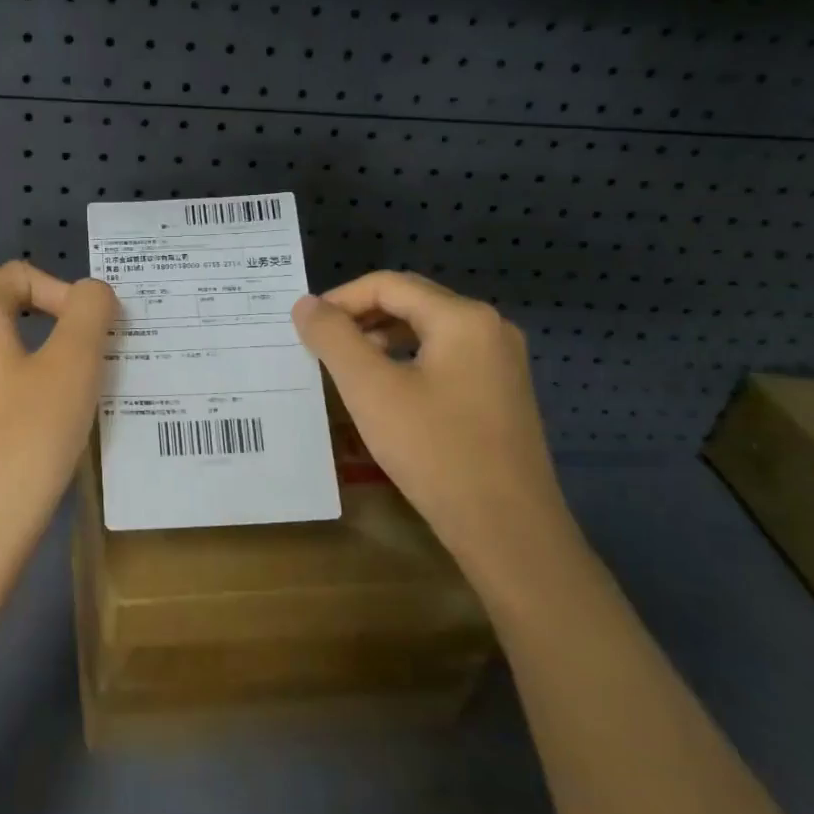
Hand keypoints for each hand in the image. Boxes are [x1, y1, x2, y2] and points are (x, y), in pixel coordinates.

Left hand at [0, 262, 116, 597]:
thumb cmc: (29, 439)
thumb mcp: (75, 367)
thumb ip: (89, 313)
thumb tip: (91, 292)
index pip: (16, 275)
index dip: (61, 291)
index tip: (90, 331)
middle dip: (20, 295)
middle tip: (58, 326)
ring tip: (23, 346)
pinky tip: (3, 395)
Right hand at [291, 271, 577, 580]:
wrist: (508, 529)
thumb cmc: (435, 451)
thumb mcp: (371, 390)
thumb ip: (334, 338)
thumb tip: (305, 303)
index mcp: (463, 318)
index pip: (388, 284)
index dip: (340, 299)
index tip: (305, 327)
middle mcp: (489, 328)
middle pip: (411, 302)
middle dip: (360, 317)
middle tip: (320, 345)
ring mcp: (500, 362)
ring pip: (427, 331)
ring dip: (381, 339)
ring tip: (346, 367)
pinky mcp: (500, 393)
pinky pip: (444, 358)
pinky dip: (406, 361)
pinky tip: (385, 391)